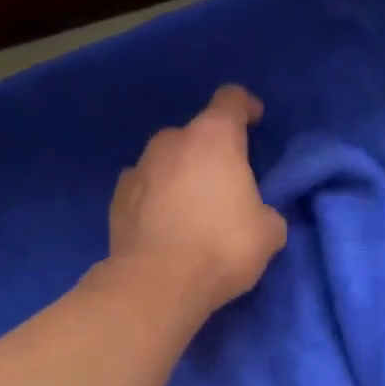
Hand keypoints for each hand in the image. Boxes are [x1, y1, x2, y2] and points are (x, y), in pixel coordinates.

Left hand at [109, 85, 287, 315]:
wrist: (157, 284)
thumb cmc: (221, 248)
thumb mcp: (268, 233)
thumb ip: (266, 212)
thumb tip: (258, 216)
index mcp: (213, 138)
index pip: (231, 100)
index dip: (246, 107)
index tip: (255, 121)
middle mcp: (171, 142)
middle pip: (195, 135)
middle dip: (210, 153)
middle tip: (224, 184)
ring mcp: (138, 168)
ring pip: (165, 162)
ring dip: (179, 176)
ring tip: (190, 209)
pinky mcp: (116, 199)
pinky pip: (143, 189)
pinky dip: (154, 200)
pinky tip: (162, 225)